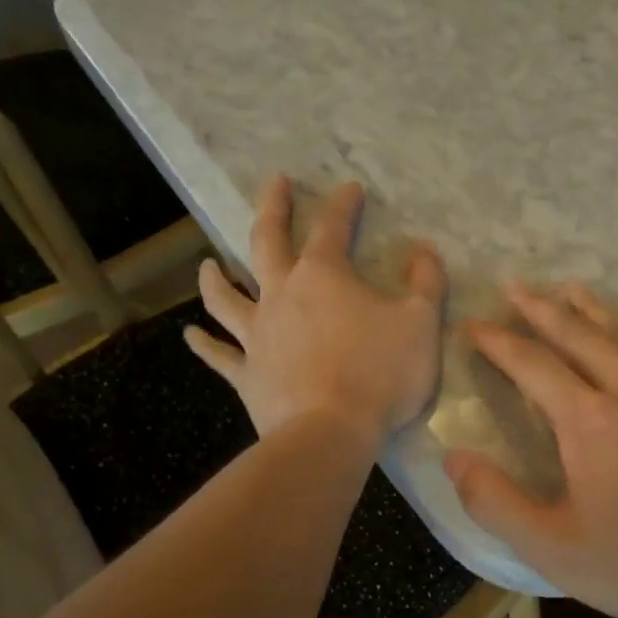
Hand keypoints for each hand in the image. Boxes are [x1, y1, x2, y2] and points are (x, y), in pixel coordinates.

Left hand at [185, 176, 445, 448]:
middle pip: (267, 242)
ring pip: (226, 297)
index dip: (343, 204)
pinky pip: (219, 355)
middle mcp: (281, 295)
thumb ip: (427, 283)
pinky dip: (204, 344)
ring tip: (207, 263)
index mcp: (324, 276)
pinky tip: (190, 336)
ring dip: (215, 277)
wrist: (331, 433)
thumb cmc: (380, 374)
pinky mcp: (247, 374)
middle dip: (272, 209)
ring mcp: (257, 335)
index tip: (350, 188)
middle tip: (274, 184)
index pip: (332, 227)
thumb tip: (425, 252)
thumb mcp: (421, 324)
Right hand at [445, 285, 617, 617]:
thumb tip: (453, 457)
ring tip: (565, 288)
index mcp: (587, 422)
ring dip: (588, 310)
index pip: (532, 365)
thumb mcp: (551, 548)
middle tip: (513, 286)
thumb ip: (494, 502)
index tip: (473, 327)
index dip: (497, 343)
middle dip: (539, 309)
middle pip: (576, 336)